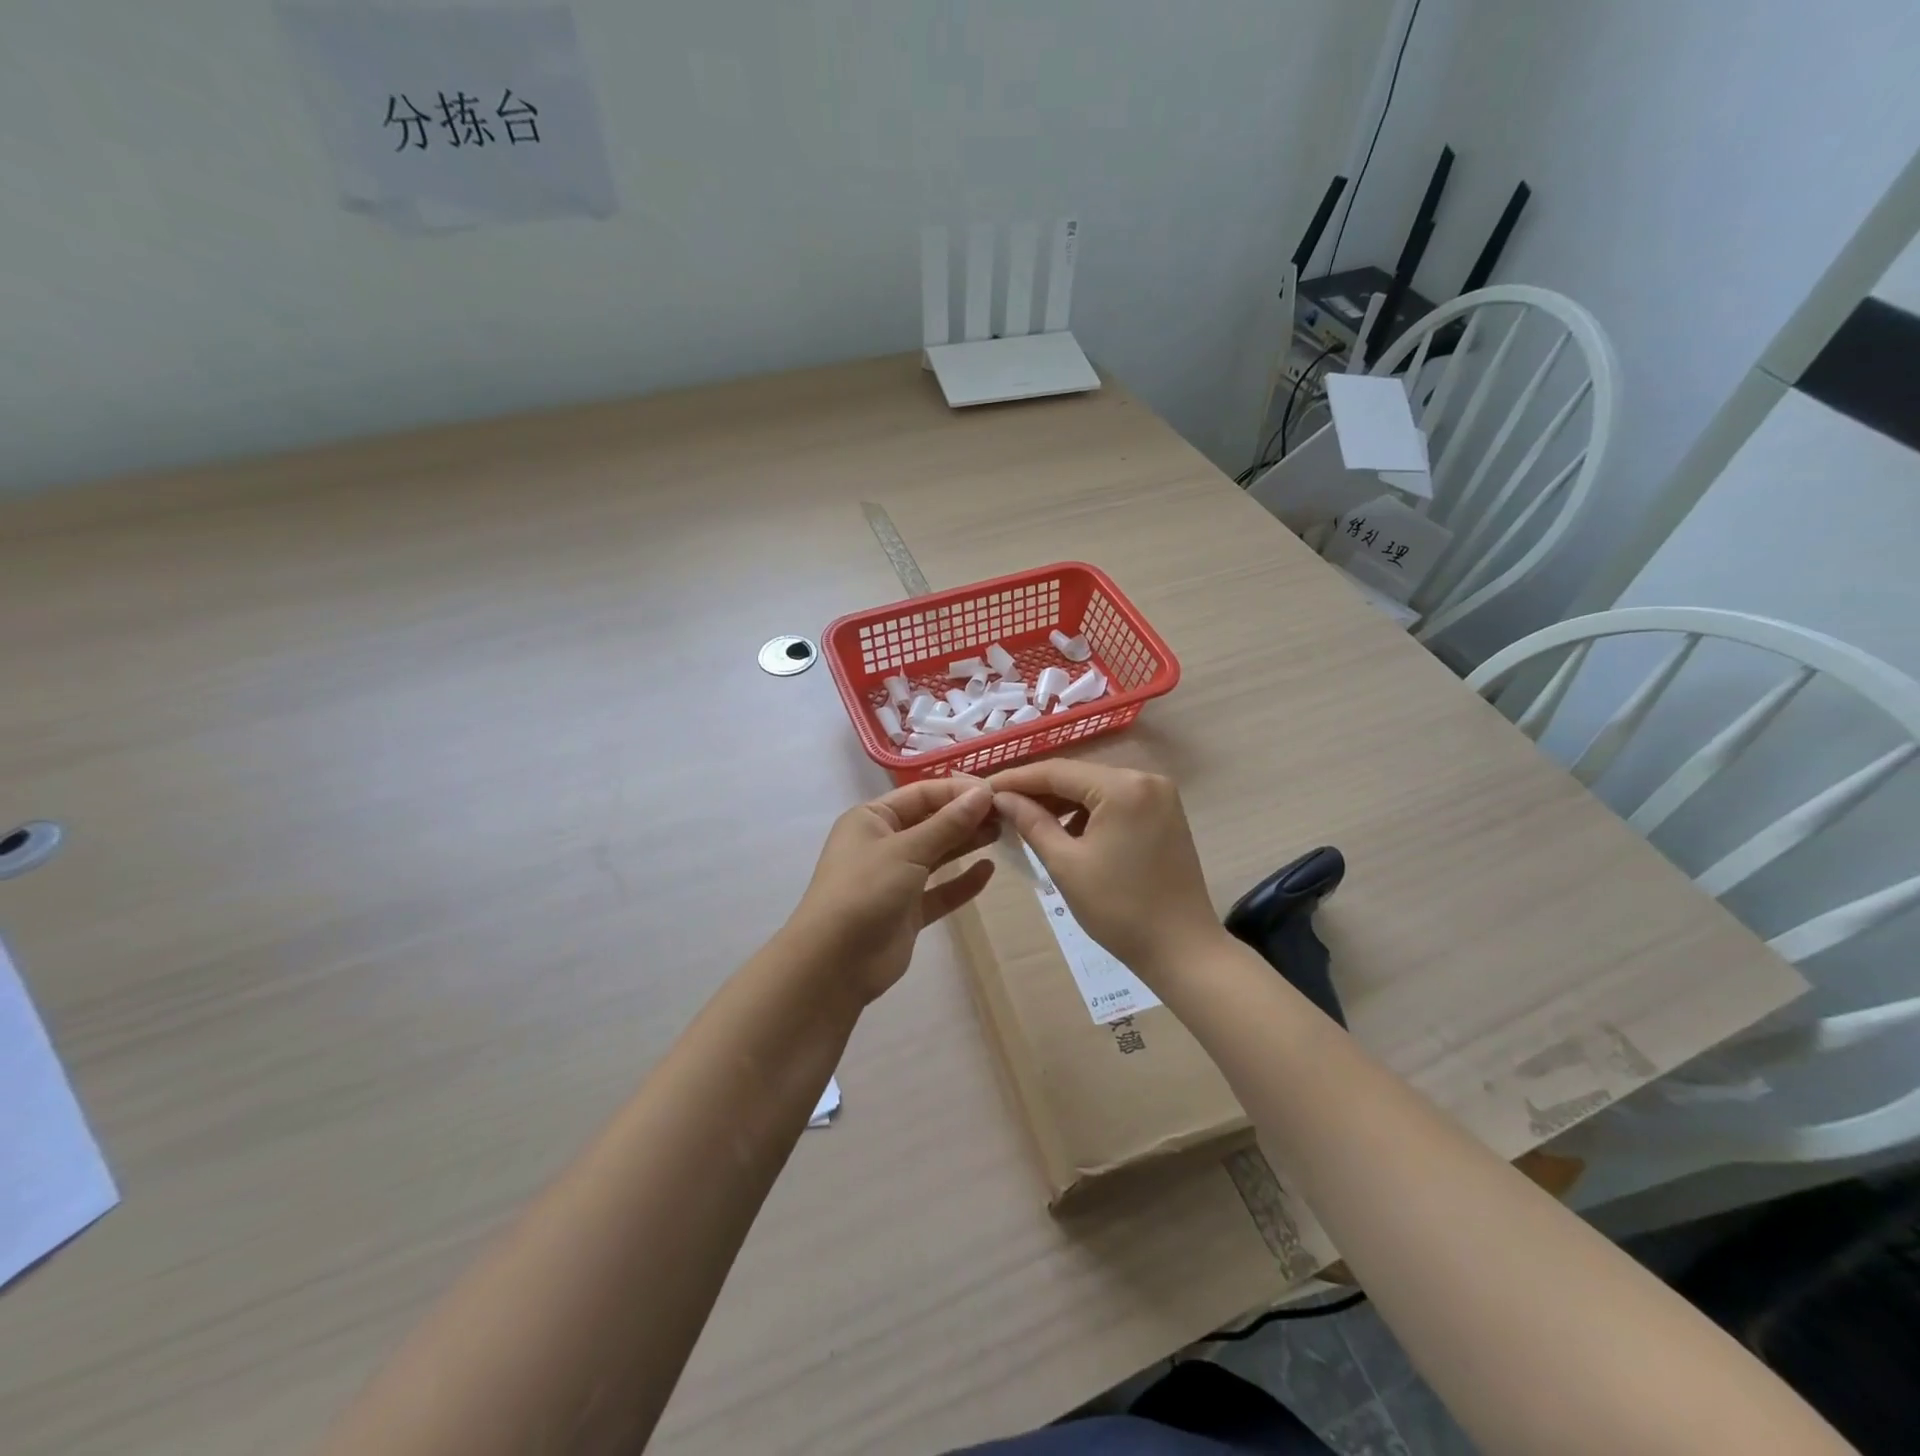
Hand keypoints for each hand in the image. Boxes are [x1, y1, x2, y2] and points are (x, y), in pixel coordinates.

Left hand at [788, 777, 998, 1004]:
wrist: (835, 963)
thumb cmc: (865, 890)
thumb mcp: (907, 850)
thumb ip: (948, 823)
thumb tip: (982, 793)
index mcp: (872, 819)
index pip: (921, 794)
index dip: (957, 791)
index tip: (995, 792)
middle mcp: (883, 843)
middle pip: (931, 822)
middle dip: (966, 816)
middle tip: (1007, 814)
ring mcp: (895, 879)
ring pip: (937, 855)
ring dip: (967, 844)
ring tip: (1003, 834)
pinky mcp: (907, 911)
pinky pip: (940, 890)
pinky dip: (962, 882)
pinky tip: (988, 871)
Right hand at [989, 760, 1220, 978]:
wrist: (1182, 949)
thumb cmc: (1119, 908)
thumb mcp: (1065, 864)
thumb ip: (1031, 823)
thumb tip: (1002, 798)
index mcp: (1123, 787)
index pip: (1057, 771)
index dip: (1016, 779)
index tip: (983, 789)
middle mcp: (1146, 779)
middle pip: (1078, 776)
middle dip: (1038, 791)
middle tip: (1000, 805)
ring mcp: (1160, 796)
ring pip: (1097, 789)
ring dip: (1062, 803)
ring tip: (1026, 820)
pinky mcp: (1166, 815)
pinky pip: (1116, 802)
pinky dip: (1089, 813)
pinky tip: (1066, 832)